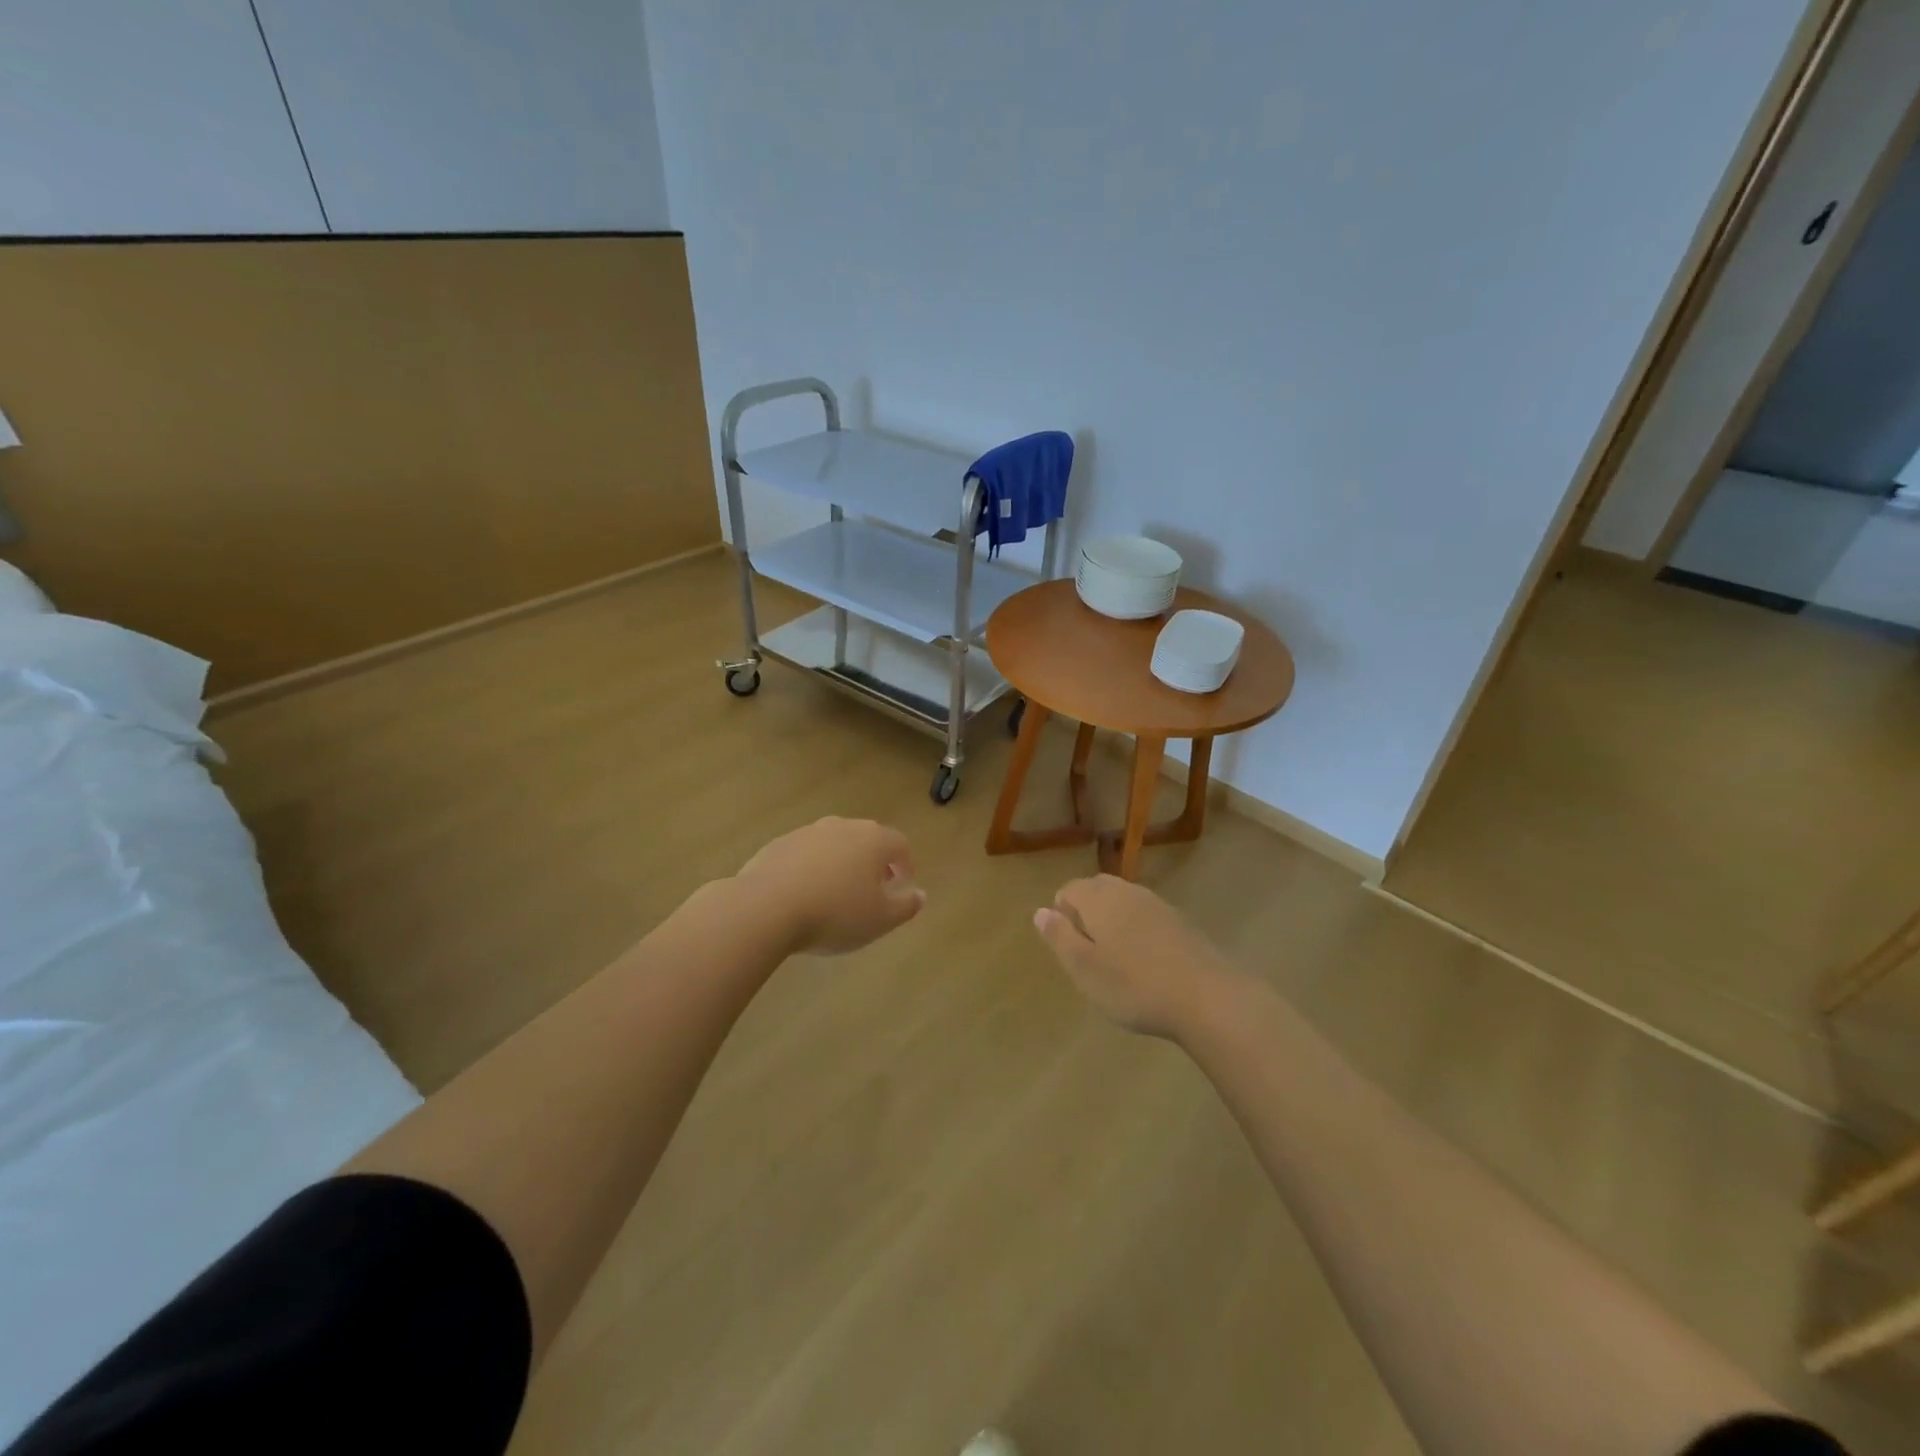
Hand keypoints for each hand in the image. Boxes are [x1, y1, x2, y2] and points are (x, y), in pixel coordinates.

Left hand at [734, 817, 925, 954]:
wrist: (766, 907)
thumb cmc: (835, 913)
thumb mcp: (880, 919)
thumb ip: (905, 906)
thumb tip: (920, 895)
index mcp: (873, 839)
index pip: (900, 844)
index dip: (906, 864)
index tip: (903, 885)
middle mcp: (842, 827)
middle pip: (866, 839)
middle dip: (873, 862)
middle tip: (872, 889)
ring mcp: (807, 832)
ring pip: (833, 844)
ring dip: (840, 863)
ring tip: (836, 893)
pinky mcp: (777, 844)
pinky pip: (804, 854)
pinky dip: (811, 868)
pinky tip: (803, 895)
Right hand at [1033, 875, 1246, 1037]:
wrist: (1207, 998)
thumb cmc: (1134, 986)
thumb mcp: (1084, 968)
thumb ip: (1059, 937)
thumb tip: (1040, 911)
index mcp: (1099, 898)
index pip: (1068, 889)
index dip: (1062, 916)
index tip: (1071, 950)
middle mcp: (1127, 891)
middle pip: (1097, 890)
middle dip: (1087, 914)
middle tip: (1090, 955)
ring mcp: (1158, 904)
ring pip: (1124, 902)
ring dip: (1114, 922)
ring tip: (1117, 961)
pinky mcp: (1181, 921)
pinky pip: (1147, 916)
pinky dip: (1139, 932)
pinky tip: (1147, 964)